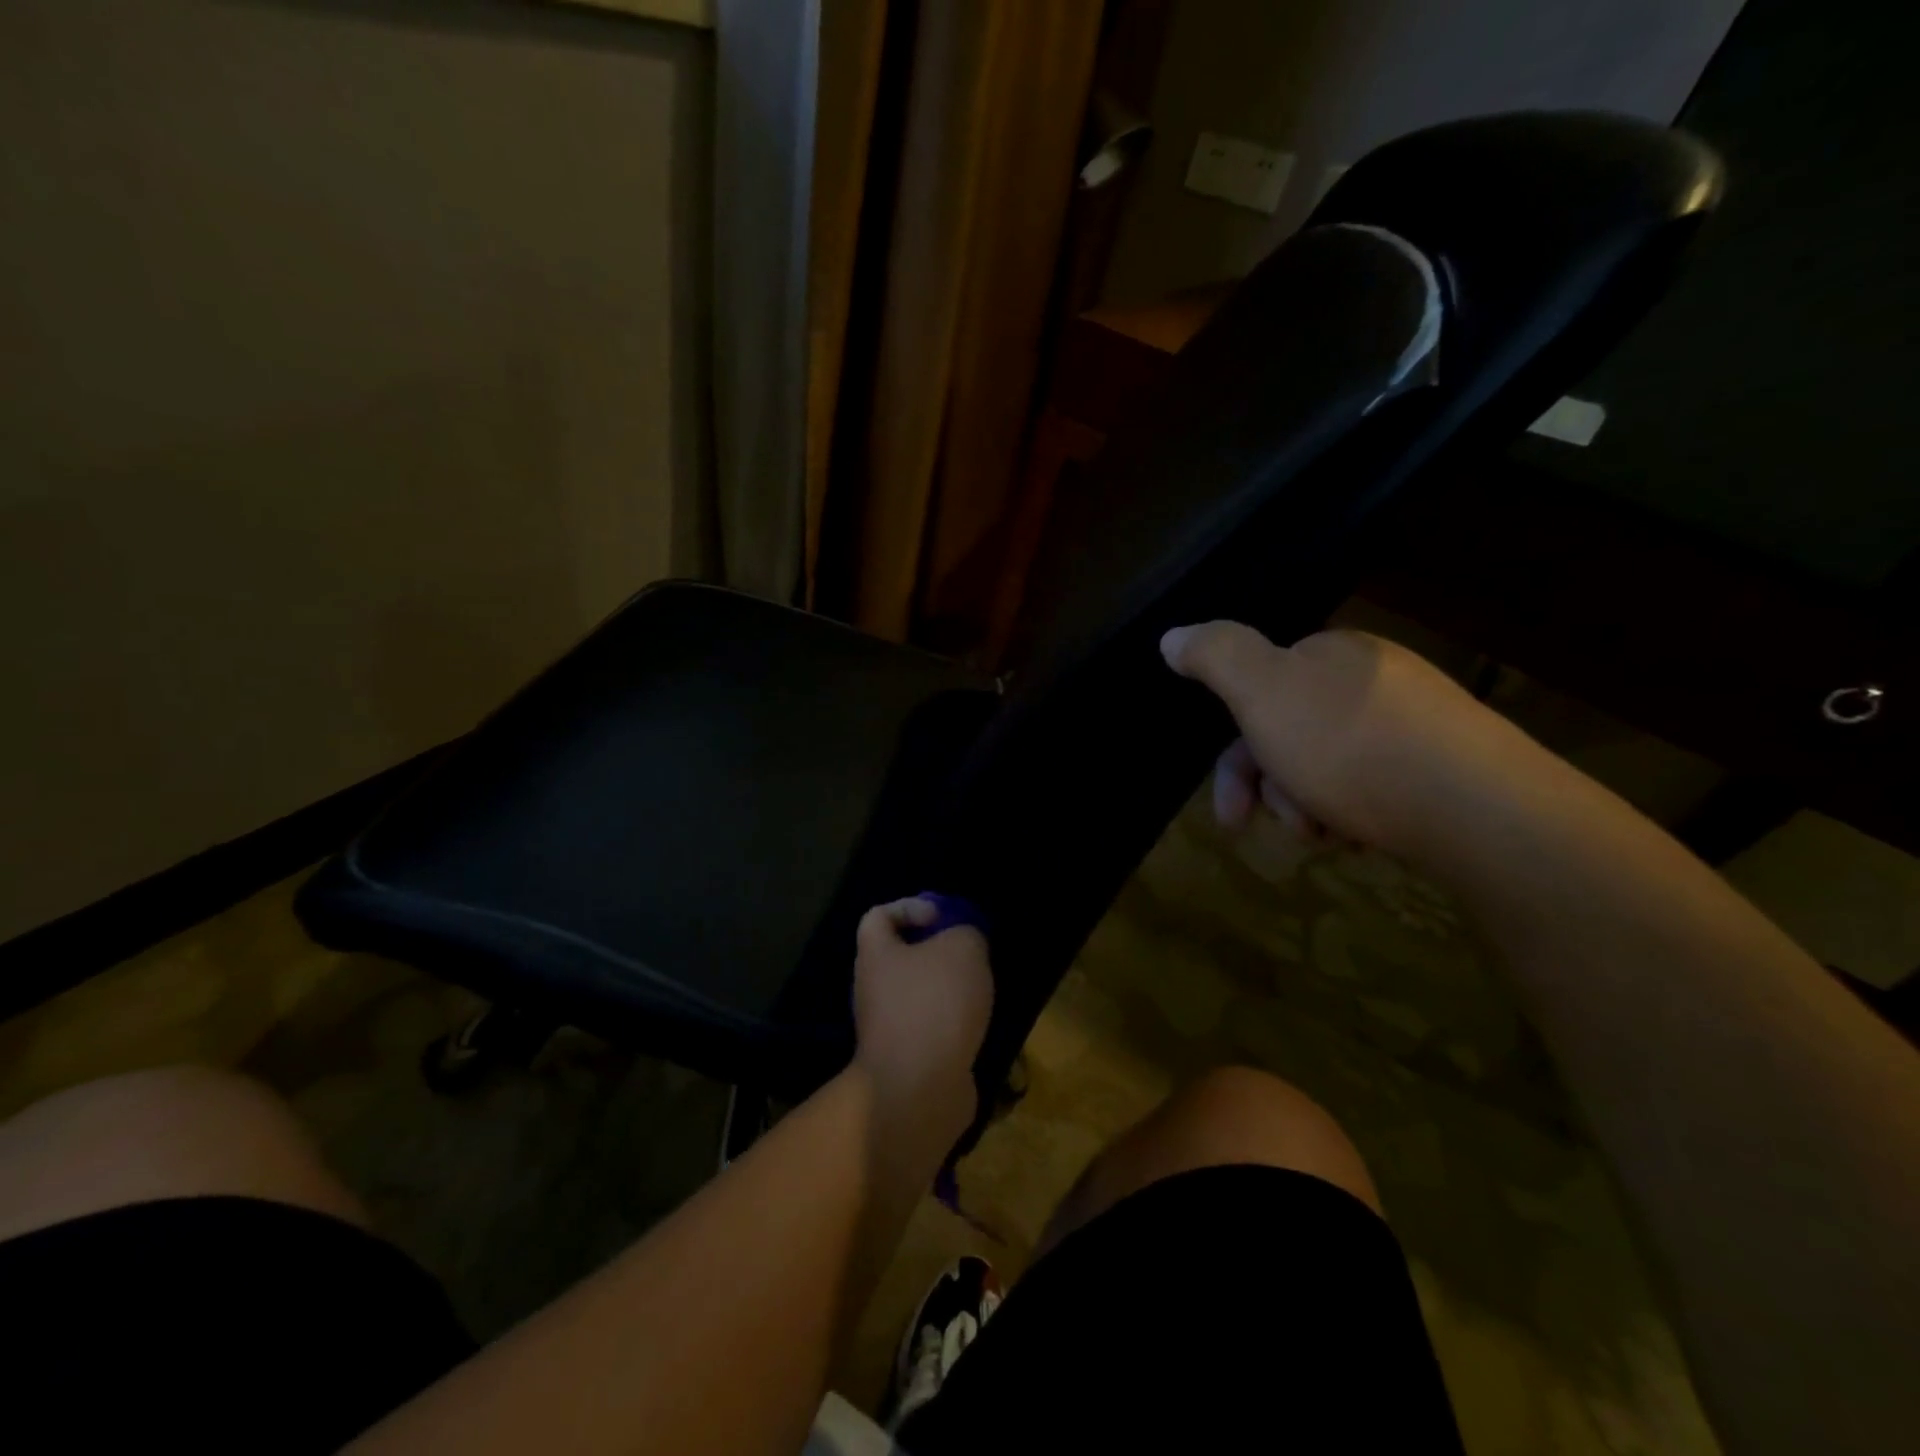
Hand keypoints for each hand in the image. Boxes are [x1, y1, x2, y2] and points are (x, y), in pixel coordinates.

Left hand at [852, 899, 993, 1146]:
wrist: (920, 1089)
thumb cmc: (935, 1003)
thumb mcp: (963, 948)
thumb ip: (966, 932)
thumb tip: (964, 942)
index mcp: (875, 955)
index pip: (878, 916)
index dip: (910, 907)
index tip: (942, 917)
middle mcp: (872, 988)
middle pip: (899, 956)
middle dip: (935, 951)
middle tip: (968, 954)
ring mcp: (886, 1027)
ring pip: (916, 994)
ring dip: (946, 989)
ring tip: (978, 990)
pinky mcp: (906, 1058)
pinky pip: (928, 1027)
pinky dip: (951, 1023)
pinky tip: (975, 1025)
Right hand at [1160, 623, 1544, 863]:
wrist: (1477, 808)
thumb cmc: (1351, 745)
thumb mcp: (1262, 690)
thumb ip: (1215, 656)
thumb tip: (1172, 634)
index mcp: (1332, 655)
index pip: (1261, 695)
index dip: (1237, 757)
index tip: (1232, 811)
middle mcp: (1374, 681)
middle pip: (1292, 737)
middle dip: (1276, 790)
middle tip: (1287, 830)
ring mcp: (1417, 725)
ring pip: (1329, 770)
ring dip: (1311, 808)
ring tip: (1329, 837)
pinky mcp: (1448, 770)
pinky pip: (1376, 789)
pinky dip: (1355, 815)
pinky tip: (1362, 838)